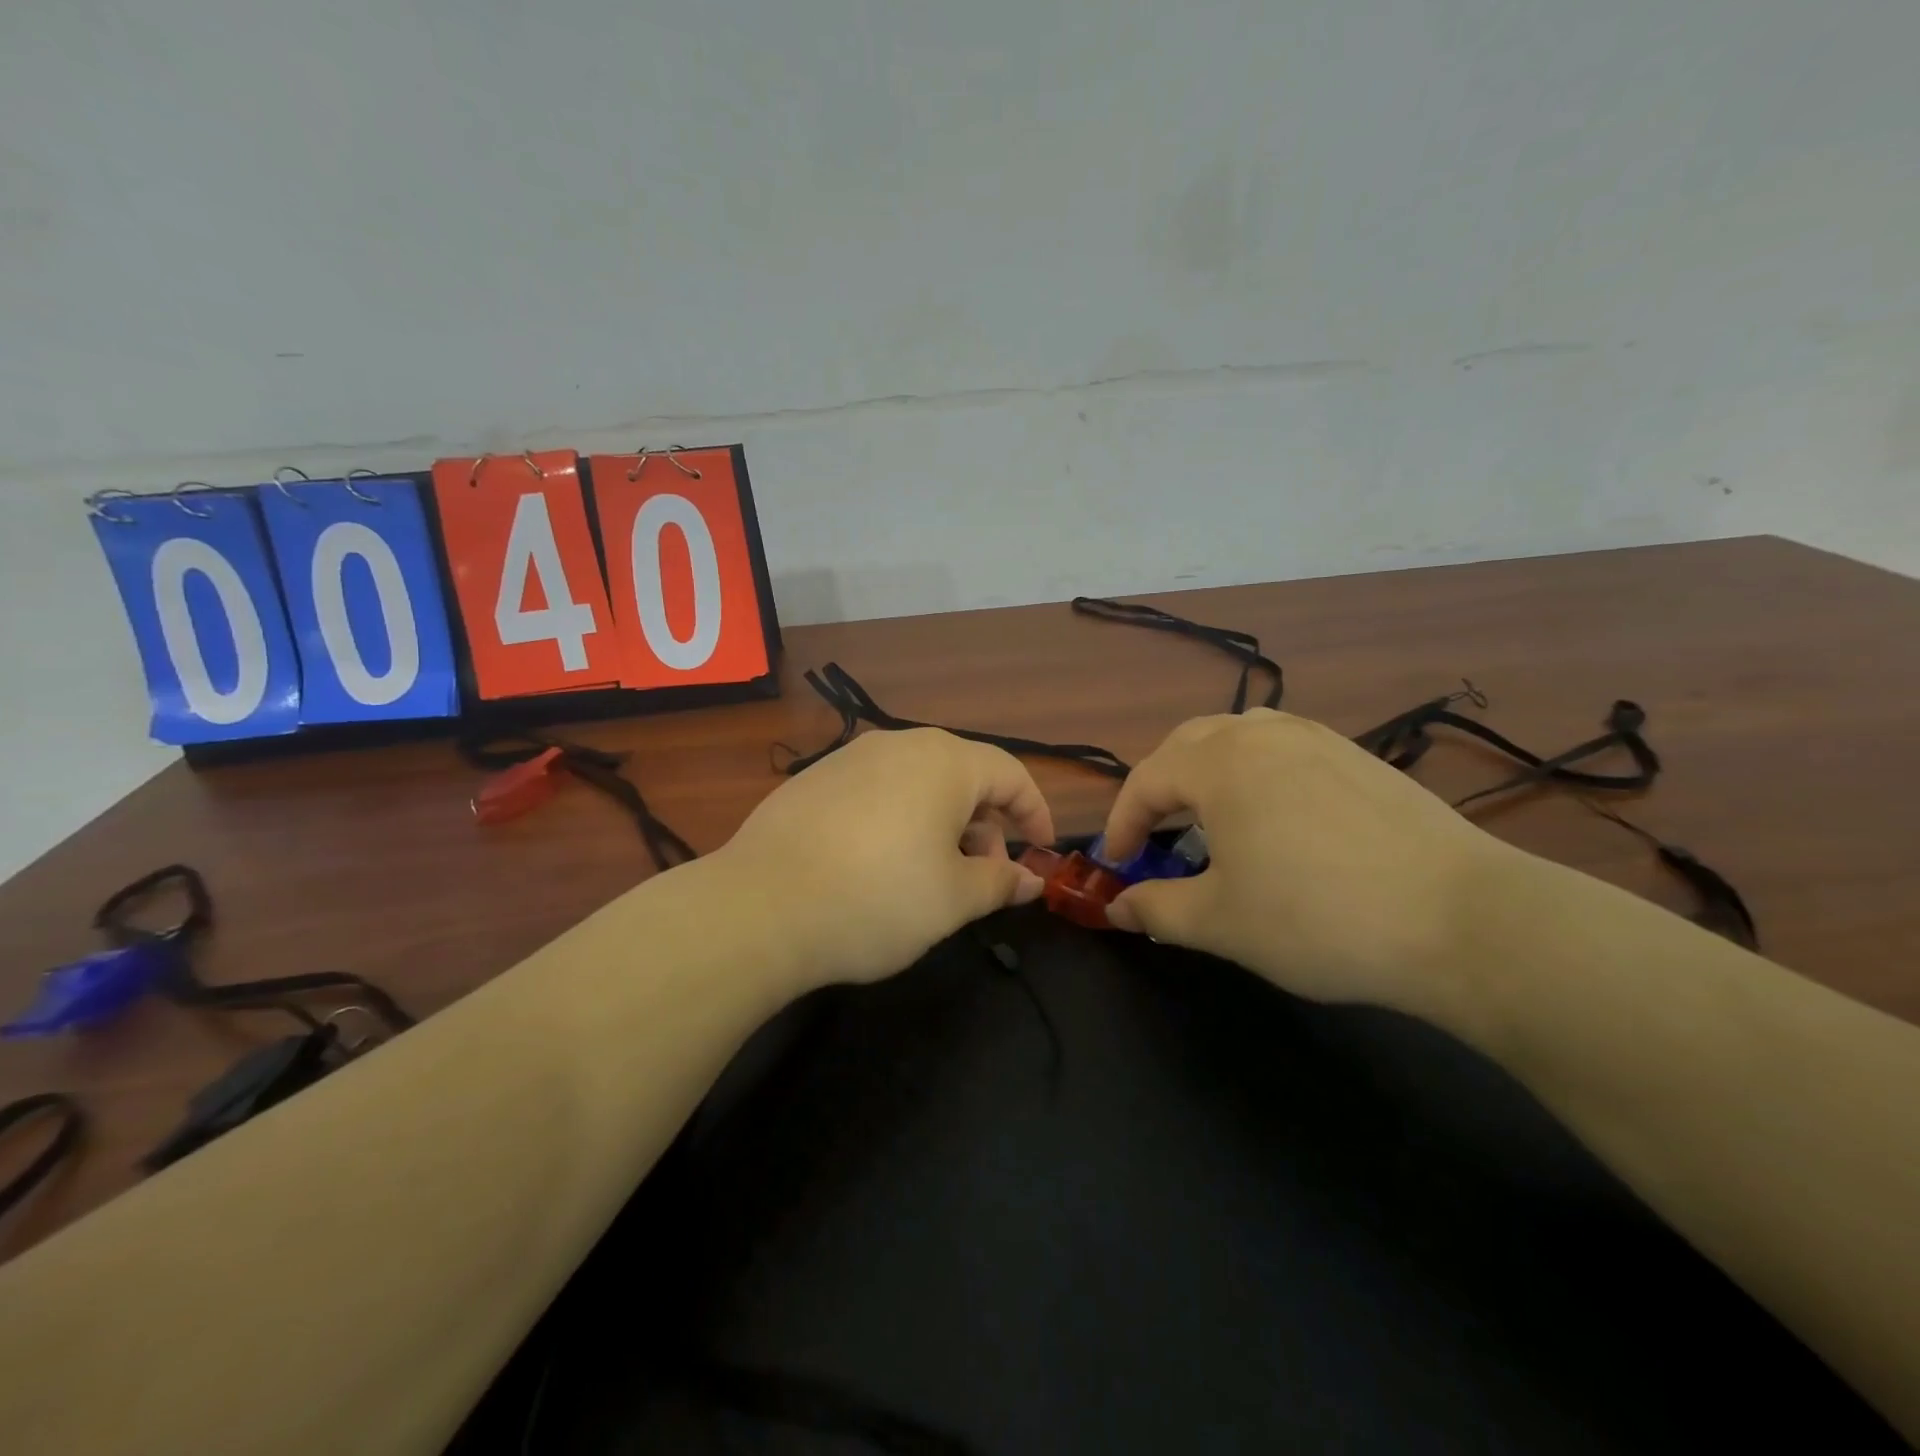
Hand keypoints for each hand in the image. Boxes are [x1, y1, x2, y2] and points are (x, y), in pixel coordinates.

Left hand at [717, 728, 1055, 988]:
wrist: (759, 908)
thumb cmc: (878, 899)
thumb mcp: (953, 900)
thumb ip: (999, 882)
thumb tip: (1029, 879)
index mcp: (944, 762)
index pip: (1010, 773)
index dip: (1035, 812)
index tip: (1042, 851)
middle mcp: (898, 745)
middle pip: (963, 775)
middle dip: (986, 823)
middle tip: (983, 874)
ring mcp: (850, 759)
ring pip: (917, 783)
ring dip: (942, 822)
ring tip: (933, 873)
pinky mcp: (814, 781)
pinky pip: (876, 792)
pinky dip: (898, 820)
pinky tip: (880, 864)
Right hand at [1098, 709, 1517, 1016]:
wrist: (1462, 921)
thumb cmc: (1317, 919)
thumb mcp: (1219, 923)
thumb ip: (1155, 909)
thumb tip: (1117, 908)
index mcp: (1220, 764)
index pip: (1147, 781)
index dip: (1121, 824)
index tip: (1117, 866)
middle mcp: (1263, 736)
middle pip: (1188, 744)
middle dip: (1160, 788)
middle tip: (1156, 836)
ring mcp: (1318, 740)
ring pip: (1239, 737)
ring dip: (1207, 770)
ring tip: (1210, 817)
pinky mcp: (1359, 758)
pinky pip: (1284, 748)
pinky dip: (1256, 772)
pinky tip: (1274, 816)